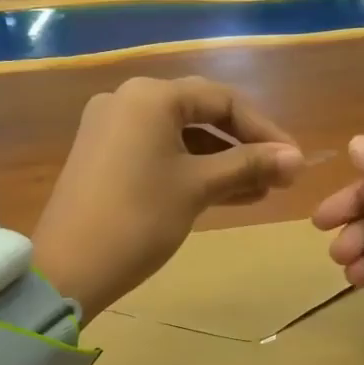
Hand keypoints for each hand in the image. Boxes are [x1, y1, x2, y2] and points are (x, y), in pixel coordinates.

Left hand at [34, 77, 303, 320]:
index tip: (294, 161)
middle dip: (243, 146)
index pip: (222, 100)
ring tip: (259, 191)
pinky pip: (157, 152)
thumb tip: (297, 159)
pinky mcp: (102, 156)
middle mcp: (127, 100)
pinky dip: (190, 169)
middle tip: (279, 176)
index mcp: (151, 96)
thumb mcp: (197, 188)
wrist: (67, 268)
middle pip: (200, 114)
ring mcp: (110, 128)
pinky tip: (224, 193)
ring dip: (220, 161)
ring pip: (180, 137)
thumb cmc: (139, 219)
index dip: (264, 130)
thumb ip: (248, 166)